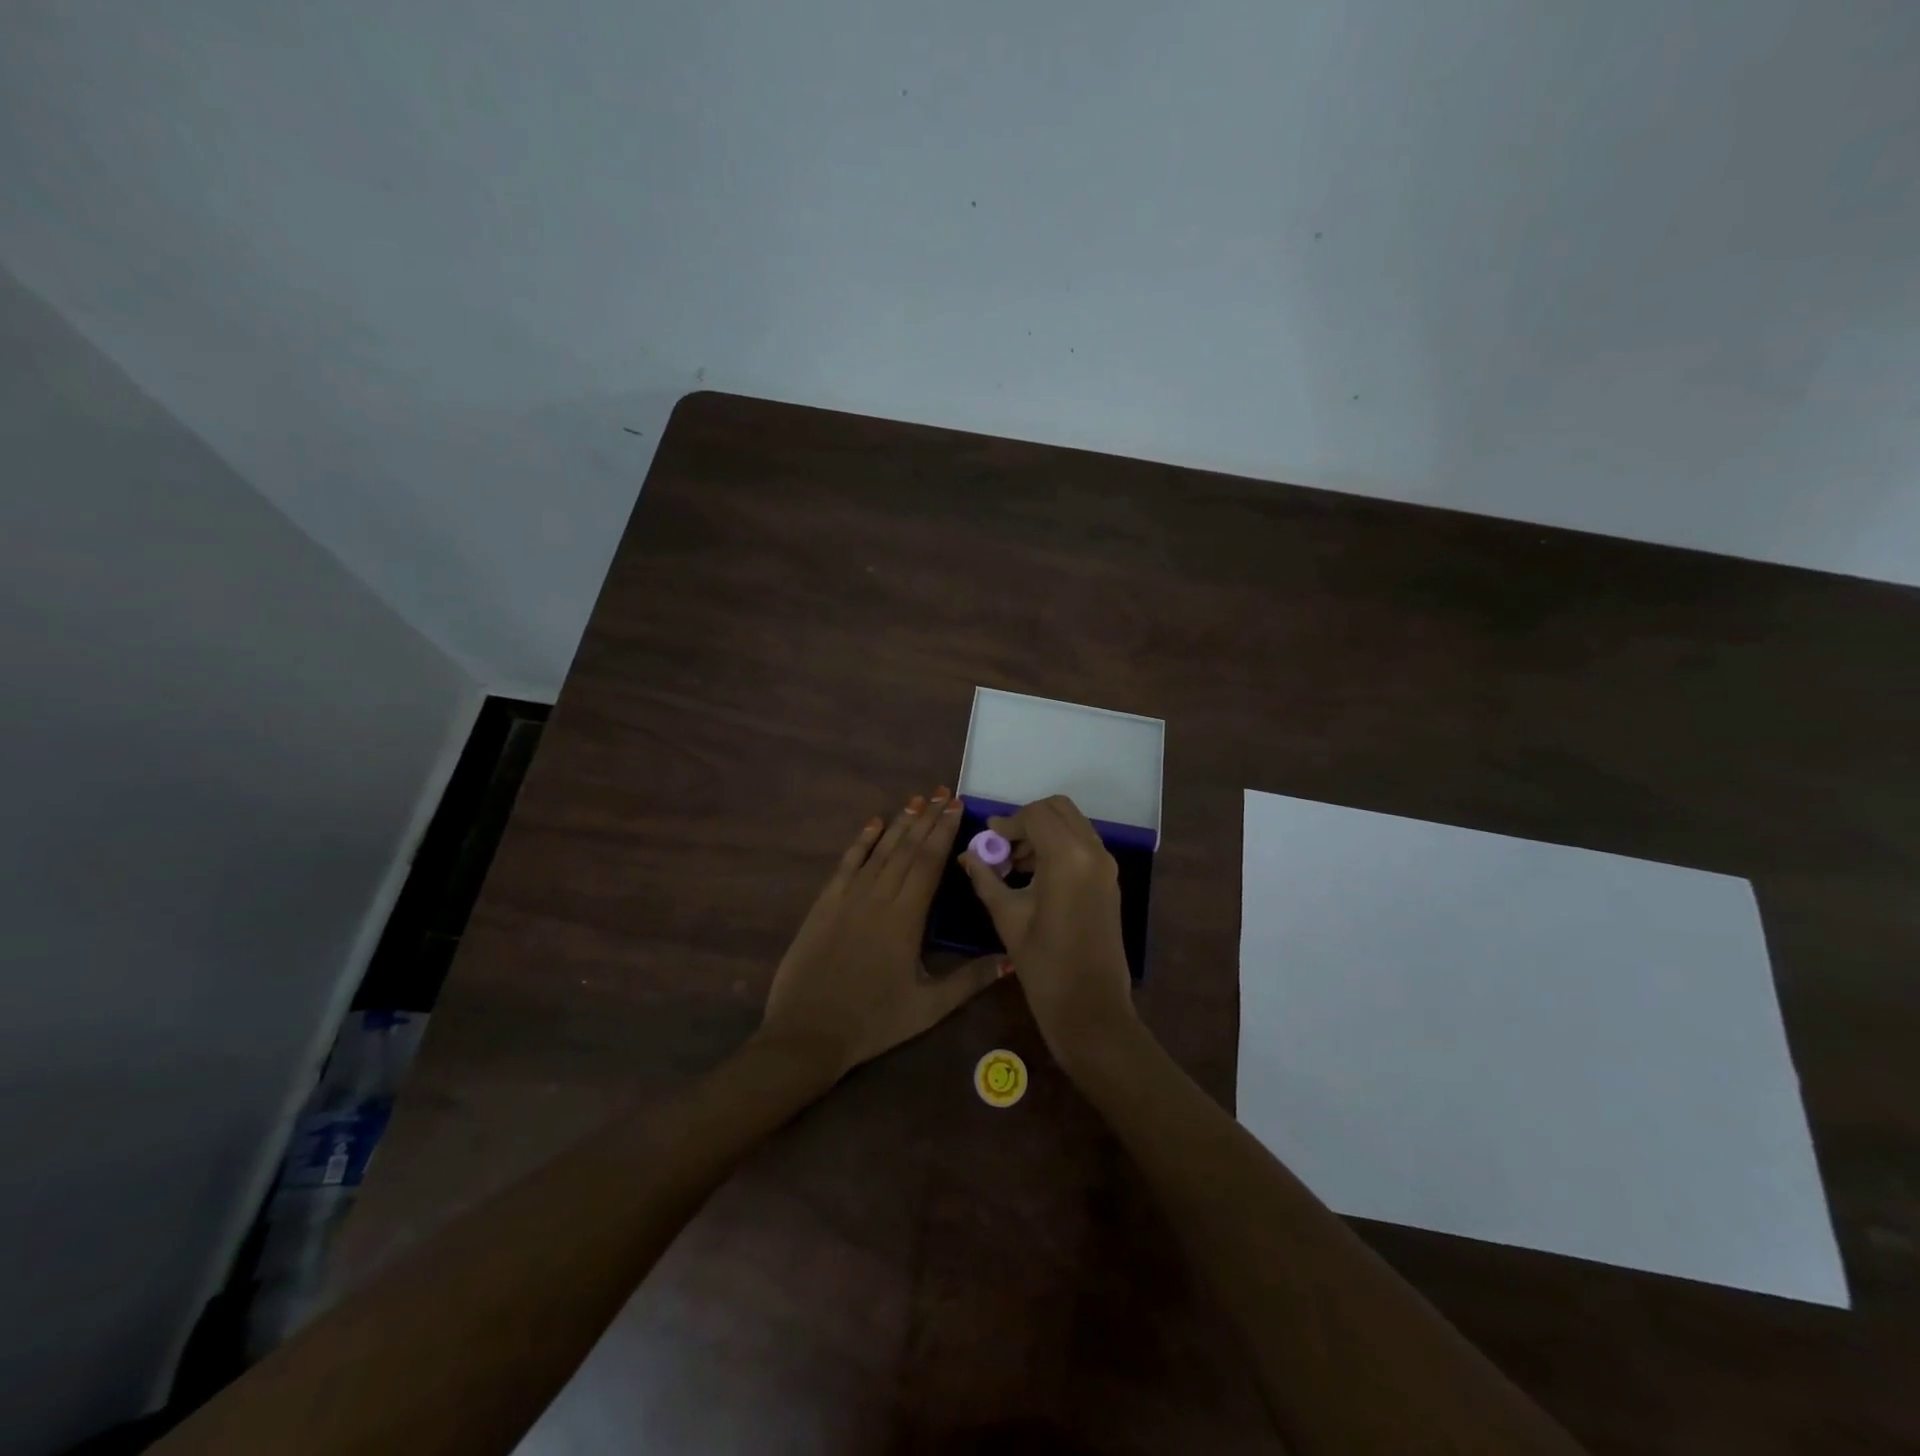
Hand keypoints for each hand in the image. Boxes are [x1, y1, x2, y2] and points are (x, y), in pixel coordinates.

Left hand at [761, 786, 1005, 1078]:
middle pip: (907, 848)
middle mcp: (878, 896)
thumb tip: (1010, 959)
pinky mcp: (825, 904)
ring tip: (916, 800)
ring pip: (880, 850)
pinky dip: (861, 841)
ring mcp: (848, 897)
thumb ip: (970, 980)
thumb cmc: (873, 1021)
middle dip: (927, 818)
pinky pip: (846, 863)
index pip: (929, 862)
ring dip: (899, 823)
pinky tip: (873, 823)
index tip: (956, 806)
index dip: (944, 832)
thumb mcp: (929, 1008)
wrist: (808, 1032)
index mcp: (906, 917)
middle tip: (942, 792)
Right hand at [960, 794, 1136, 1066]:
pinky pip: (1082, 845)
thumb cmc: (1044, 965)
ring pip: (1072, 824)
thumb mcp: (1007, 917)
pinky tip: (1035, 875)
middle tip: (1003, 846)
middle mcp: (1092, 851)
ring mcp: (1106, 865)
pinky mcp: (1109, 880)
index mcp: (1068, 857)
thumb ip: (986, 878)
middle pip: (1058, 809)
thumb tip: (968, 855)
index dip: (1007, 822)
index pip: (1035, 815)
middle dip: (1027, 820)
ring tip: (1014, 863)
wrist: (1090, 1008)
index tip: (987, 840)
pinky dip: (1059, 846)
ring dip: (1043, 832)